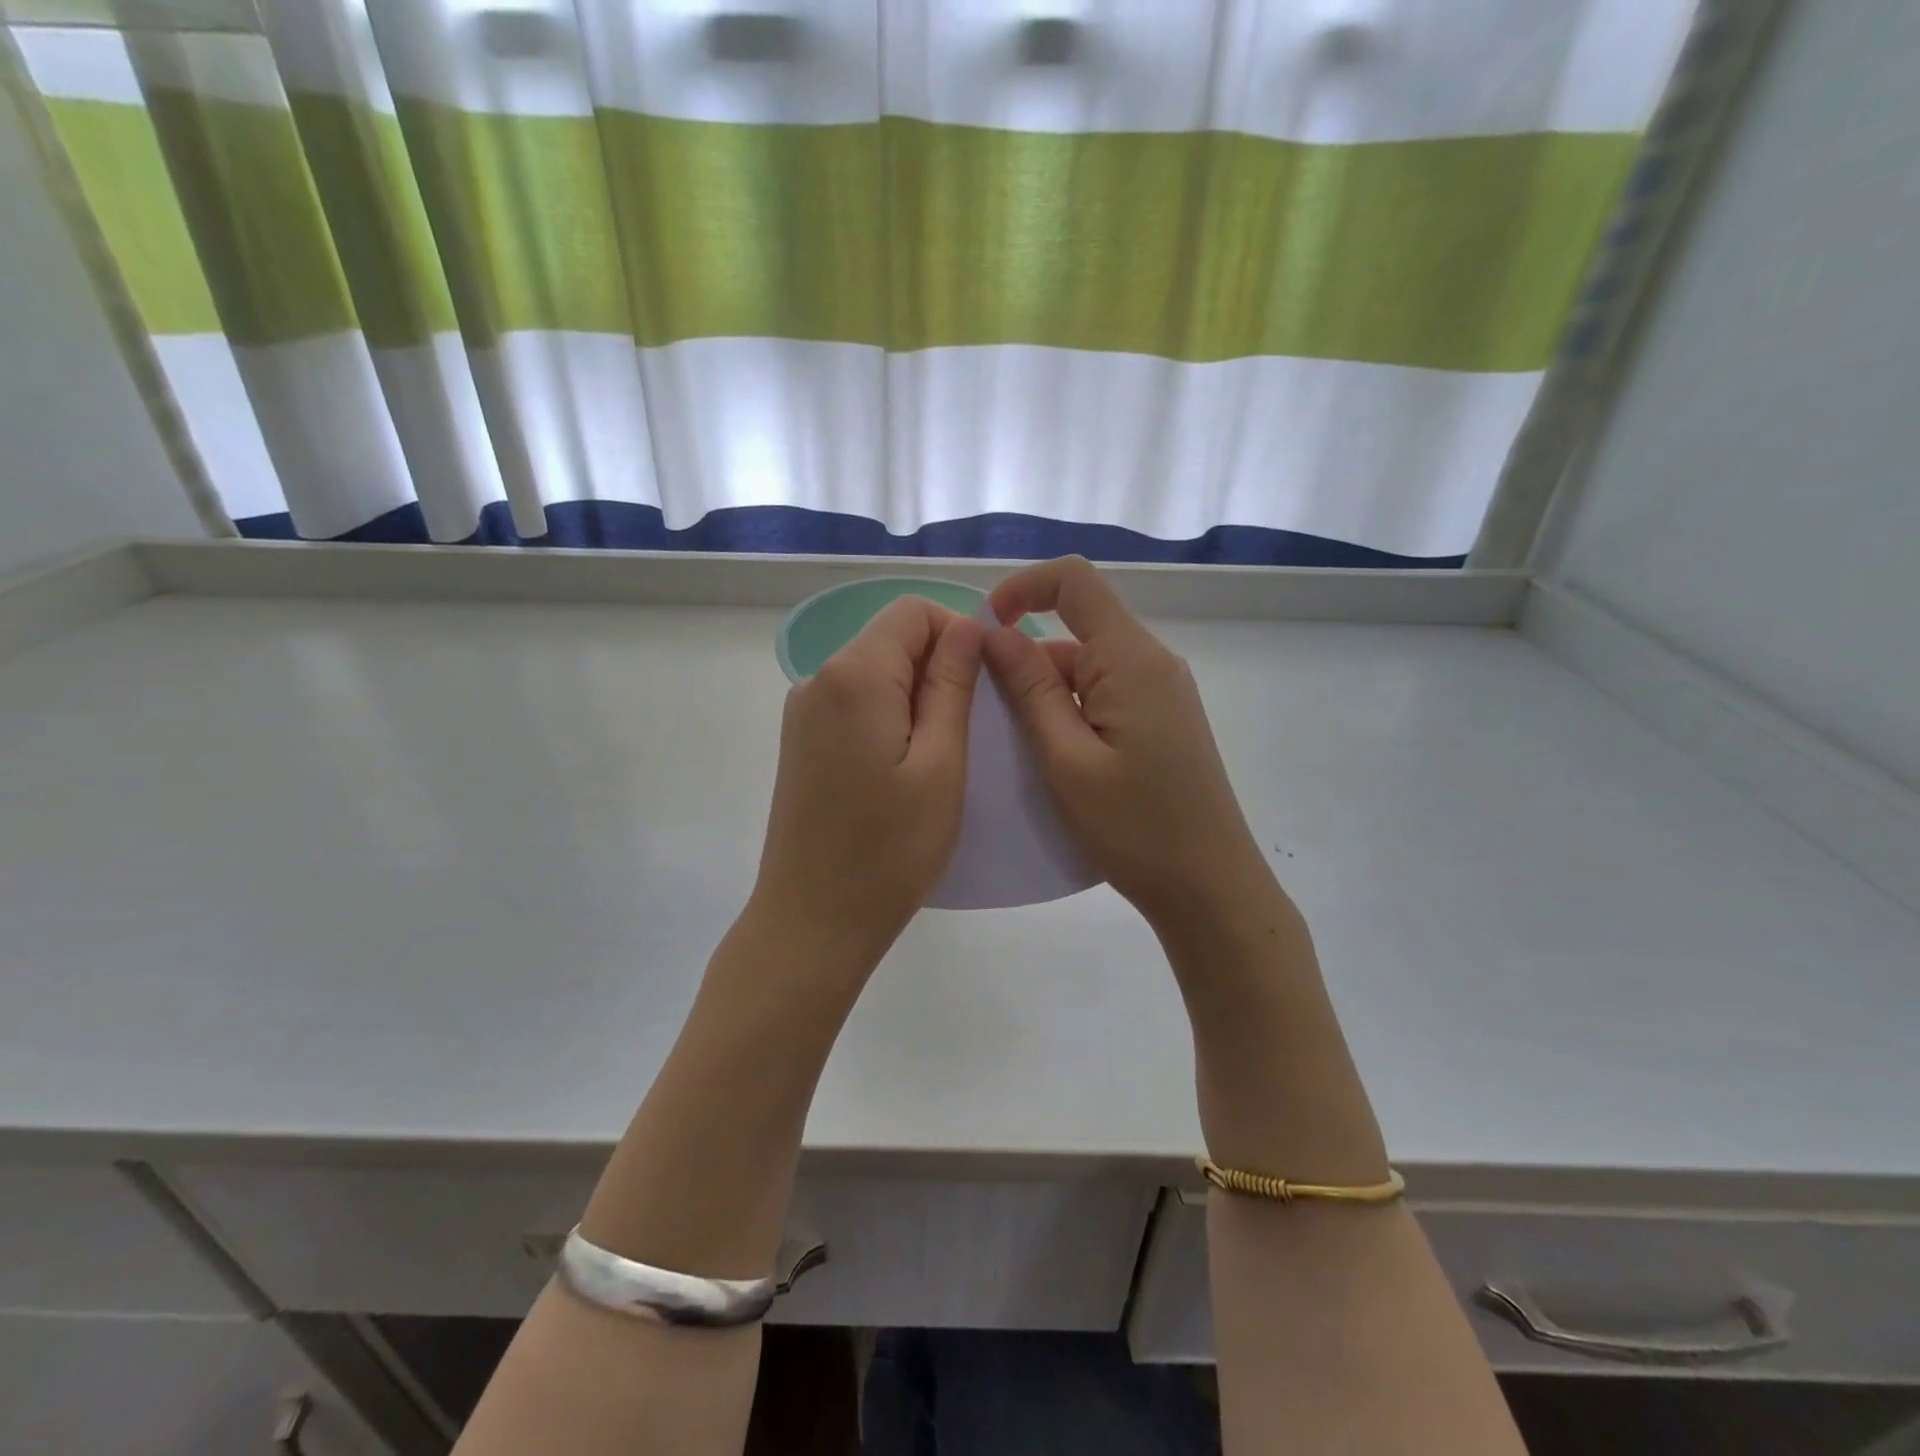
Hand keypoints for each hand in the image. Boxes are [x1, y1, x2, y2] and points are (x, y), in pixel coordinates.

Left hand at [754, 596, 984, 966]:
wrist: (812, 922)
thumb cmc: (889, 851)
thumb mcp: (941, 765)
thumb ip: (952, 685)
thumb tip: (967, 625)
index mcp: (853, 676)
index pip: (912, 612)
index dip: (957, 632)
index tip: (984, 684)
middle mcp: (817, 679)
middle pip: (890, 639)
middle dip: (938, 667)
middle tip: (971, 730)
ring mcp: (802, 712)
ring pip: (874, 672)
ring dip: (916, 695)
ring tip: (942, 756)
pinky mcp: (800, 742)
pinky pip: (854, 703)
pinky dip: (889, 716)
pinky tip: (905, 768)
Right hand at [984, 557, 1274, 931]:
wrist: (1210, 887)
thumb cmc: (1135, 828)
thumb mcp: (1067, 760)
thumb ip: (1030, 691)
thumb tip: (995, 634)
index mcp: (1131, 660)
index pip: (1075, 581)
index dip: (1023, 587)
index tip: (984, 628)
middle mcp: (1153, 662)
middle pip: (1077, 629)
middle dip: (1026, 659)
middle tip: (990, 717)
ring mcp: (1162, 692)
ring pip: (1088, 667)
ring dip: (1047, 693)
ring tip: (1020, 750)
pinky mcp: (1163, 720)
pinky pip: (1106, 693)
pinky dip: (1071, 711)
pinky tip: (1057, 758)